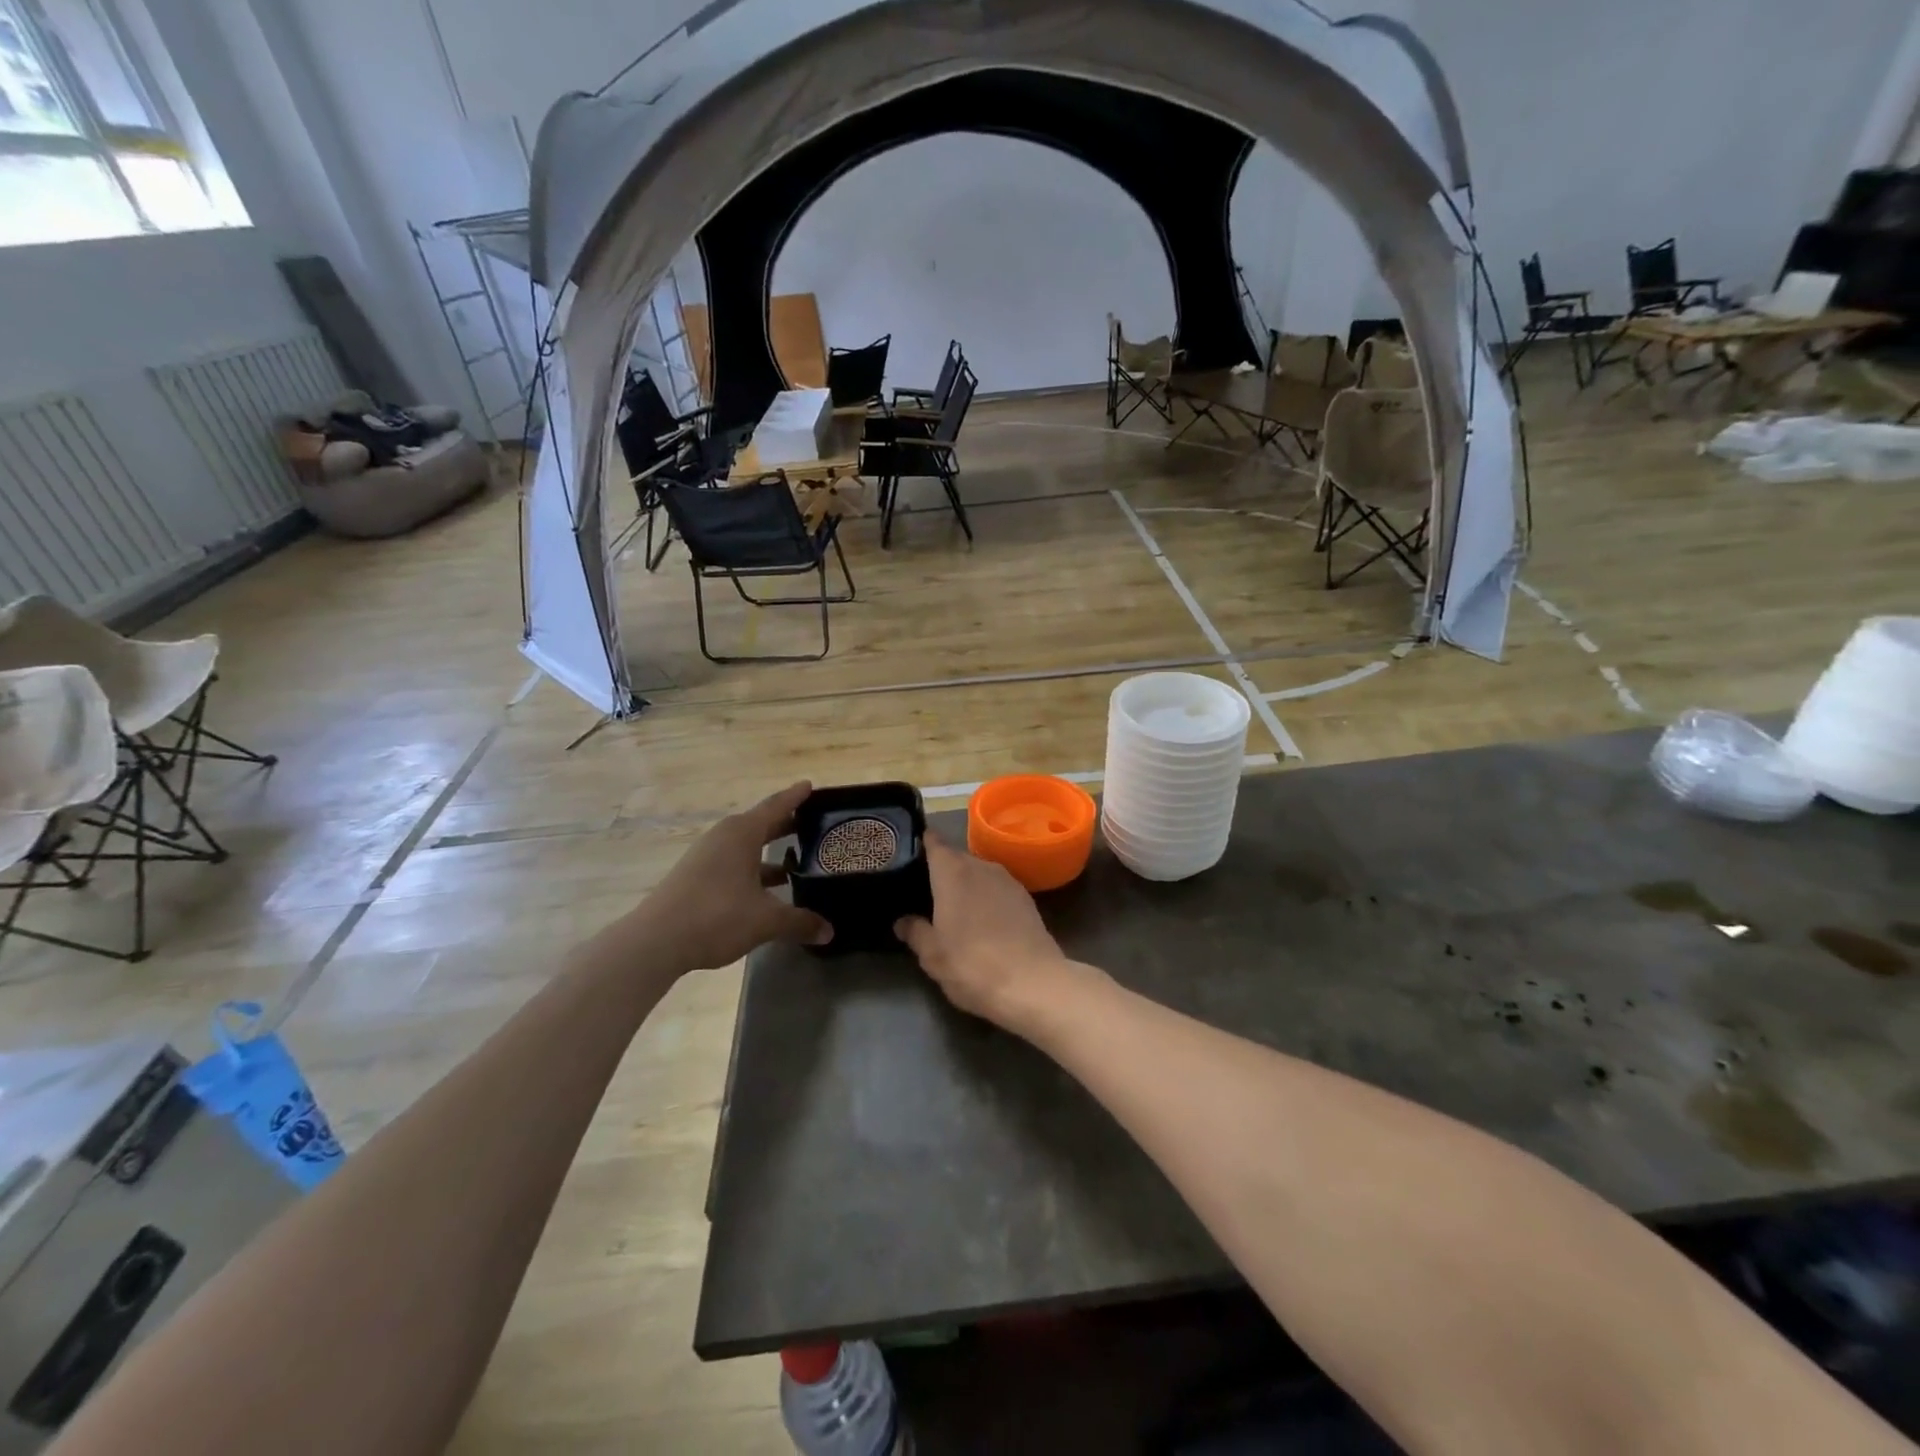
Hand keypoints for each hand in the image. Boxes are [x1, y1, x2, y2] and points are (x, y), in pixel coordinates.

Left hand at [636, 783, 832, 970]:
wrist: (655, 942)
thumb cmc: (716, 916)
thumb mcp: (766, 920)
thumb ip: (799, 922)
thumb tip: (829, 931)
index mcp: (742, 834)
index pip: (776, 806)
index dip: (796, 797)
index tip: (811, 785)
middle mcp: (724, 837)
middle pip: (761, 823)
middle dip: (786, 824)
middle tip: (813, 824)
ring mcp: (706, 856)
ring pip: (746, 846)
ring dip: (769, 851)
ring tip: (796, 861)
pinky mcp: (695, 876)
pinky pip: (733, 862)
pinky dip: (753, 868)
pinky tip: (766, 889)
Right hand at [894, 837, 1077, 1026]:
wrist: (1033, 983)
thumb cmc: (972, 964)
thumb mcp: (932, 955)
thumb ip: (915, 932)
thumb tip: (903, 921)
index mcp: (952, 872)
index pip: (934, 843)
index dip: (922, 842)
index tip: (910, 849)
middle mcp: (981, 866)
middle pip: (956, 857)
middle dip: (942, 869)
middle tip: (925, 888)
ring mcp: (1008, 880)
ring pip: (979, 873)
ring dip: (966, 884)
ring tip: (952, 905)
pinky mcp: (1026, 898)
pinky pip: (997, 888)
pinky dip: (986, 896)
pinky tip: (982, 919)